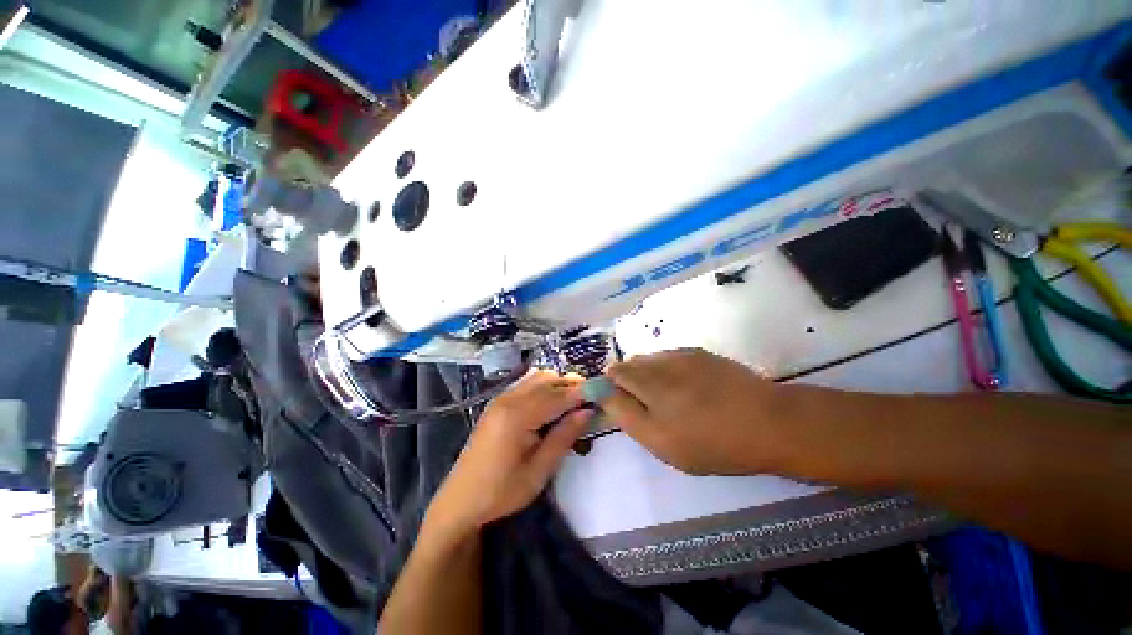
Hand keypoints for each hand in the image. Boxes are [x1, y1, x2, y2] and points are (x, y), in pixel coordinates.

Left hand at [427, 370, 591, 533]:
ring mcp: (501, 398)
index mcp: (518, 416)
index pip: (558, 396)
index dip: (582, 392)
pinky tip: (552, 404)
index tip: (603, 392)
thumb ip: (564, 436)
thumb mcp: (539, 471)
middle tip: (591, 399)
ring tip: (574, 402)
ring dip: (558, 384)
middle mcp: (508, 399)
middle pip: (548, 379)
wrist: (461, 499)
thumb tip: (587, 411)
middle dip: (572, 385)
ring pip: (537, 378)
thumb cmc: (502, 491)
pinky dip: (544, 387)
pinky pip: (527, 384)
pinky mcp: (498, 402)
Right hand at [598, 348, 789, 475]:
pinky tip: (686, 389)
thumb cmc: (712, 441)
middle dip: (628, 382)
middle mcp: (660, 362)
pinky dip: (666, 370)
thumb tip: (603, 393)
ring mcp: (681, 354)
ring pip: (649, 360)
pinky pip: (669, 358)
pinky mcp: (698, 353)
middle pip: (629, 364)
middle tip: (646, 407)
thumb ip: (626, 414)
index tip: (619, 404)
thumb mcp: (661, 441)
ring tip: (668, 399)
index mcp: (647, 383)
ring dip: (648, 376)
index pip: (613, 374)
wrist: (769, 422)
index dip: (610, 386)